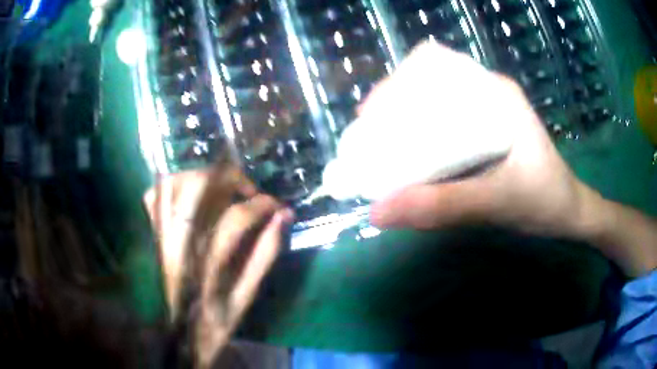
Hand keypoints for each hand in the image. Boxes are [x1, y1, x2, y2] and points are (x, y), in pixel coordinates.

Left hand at [144, 167, 292, 366]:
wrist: (182, 336)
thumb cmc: (218, 321)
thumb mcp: (248, 296)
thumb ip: (265, 254)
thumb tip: (284, 216)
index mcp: (206, 265)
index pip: (235, 218)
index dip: (261, 204)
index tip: (277, 205)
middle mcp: (179, 244)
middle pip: (197, 188)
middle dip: (229, 178)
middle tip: (247, 191)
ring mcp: (162, 236)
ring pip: (173, 185)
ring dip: (201, 176)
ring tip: (221, 188)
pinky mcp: (155, 235)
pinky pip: (154, 196)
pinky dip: (171, 185)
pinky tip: (188, 192)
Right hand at [364, 41, 595, 238]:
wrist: (569, 214)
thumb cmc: (546, 201)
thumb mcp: (498, 203)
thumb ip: (444, 207)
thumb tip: (379, 211)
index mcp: (497, 93)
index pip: (437, 65)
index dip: (398, 83)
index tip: (371, 116)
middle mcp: (488, 94)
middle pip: (428, 83)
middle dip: (394, 105)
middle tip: (369, 137)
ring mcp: (486, 113)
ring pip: (433, 105)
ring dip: (404, 123)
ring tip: (379, 148)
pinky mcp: (484, 134)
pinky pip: (443, 127)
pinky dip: (420, 139)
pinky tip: (407, 159)